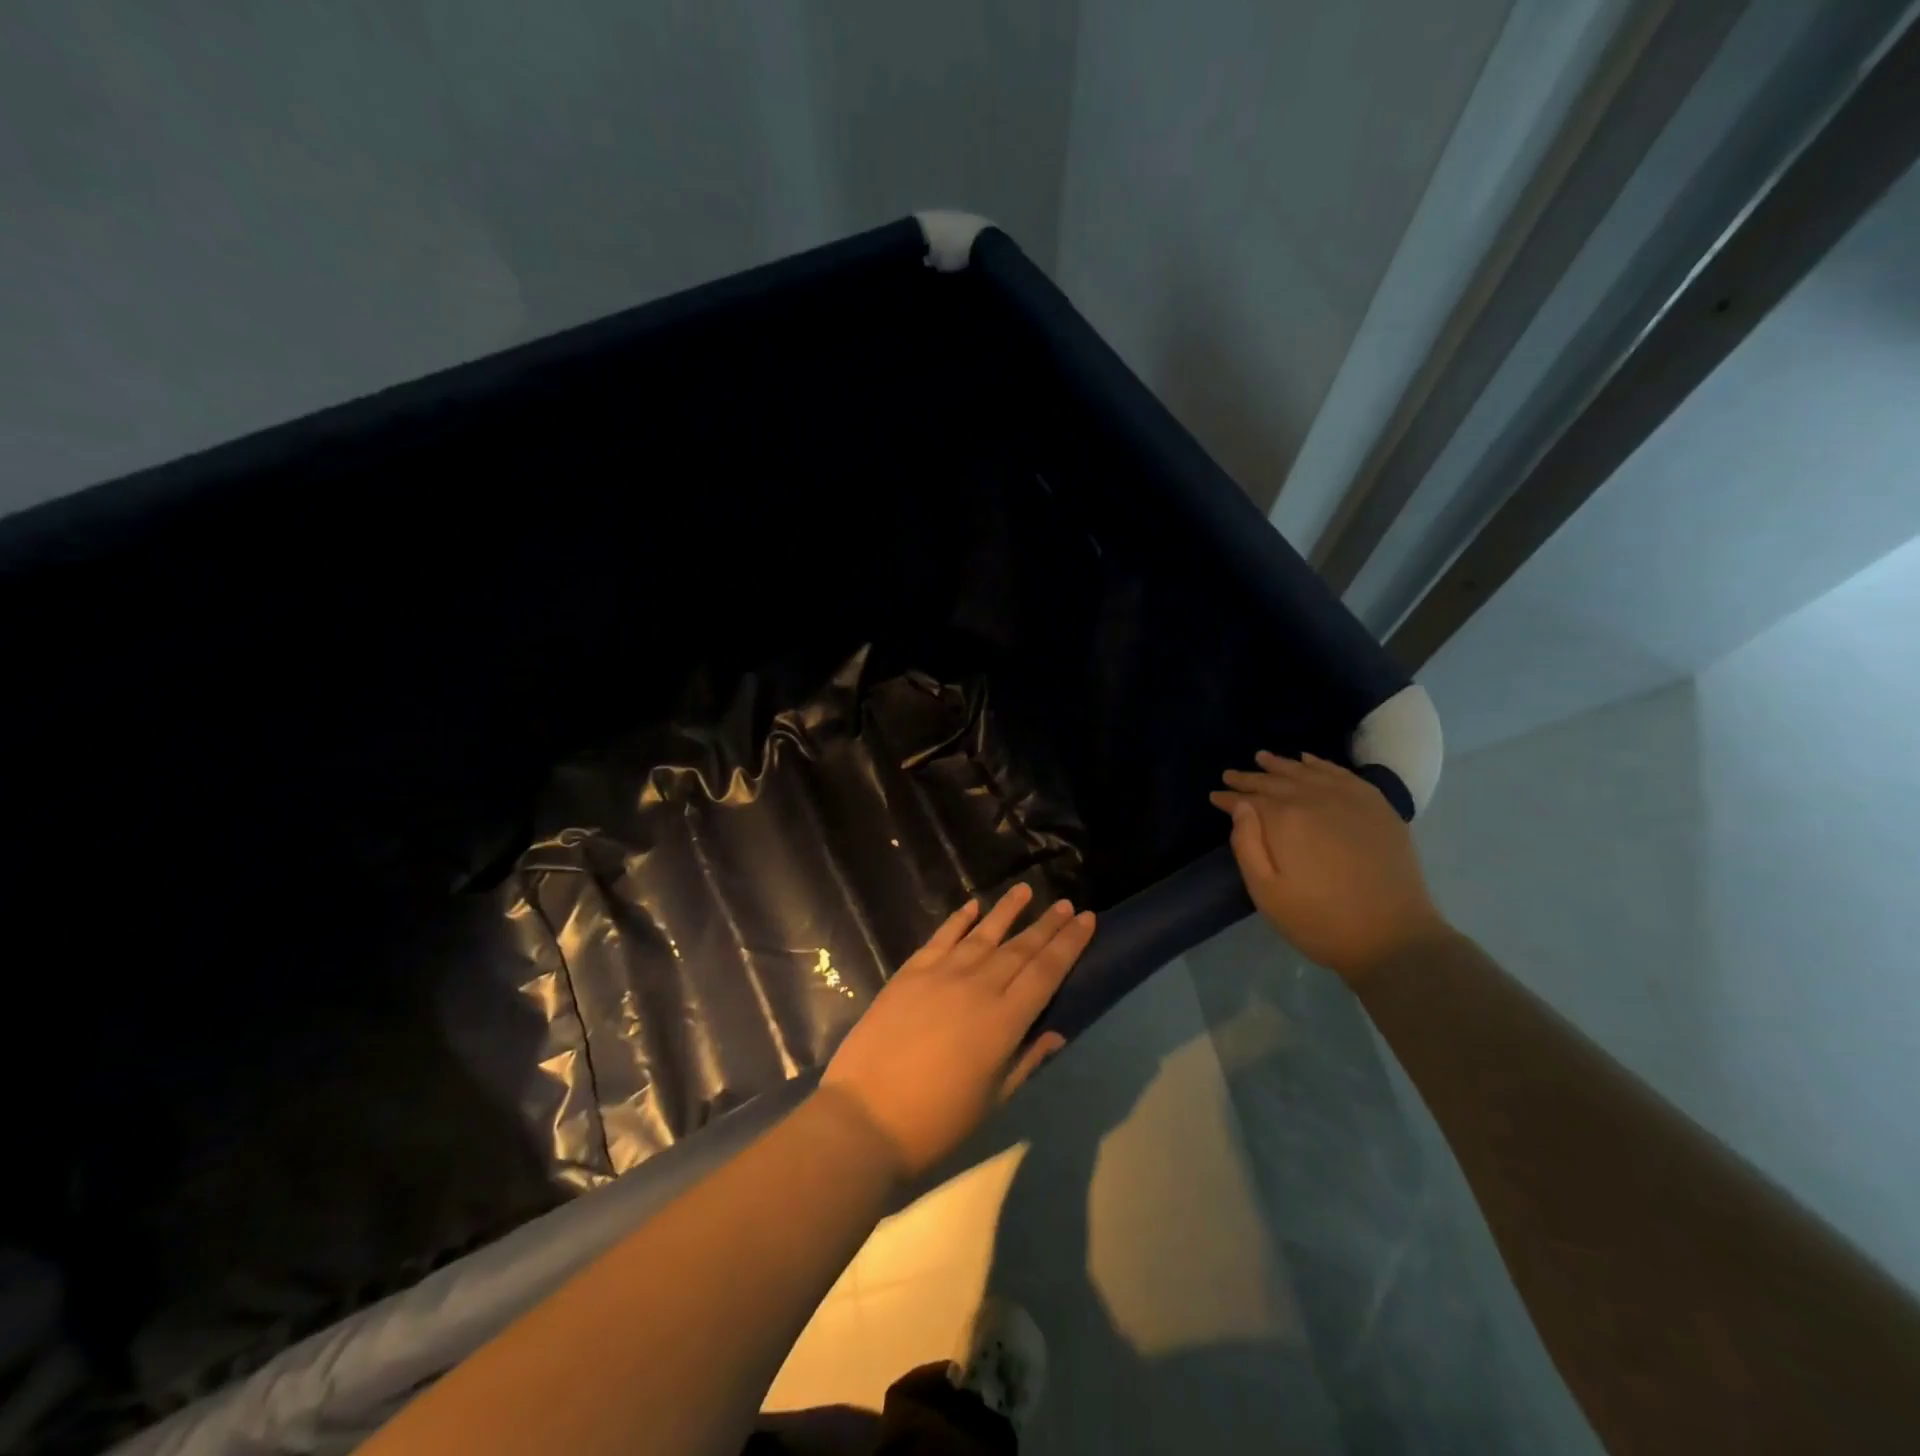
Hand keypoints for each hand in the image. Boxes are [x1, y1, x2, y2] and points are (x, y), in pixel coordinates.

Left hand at [821, 884, 1093, 1179]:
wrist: (864, 1118)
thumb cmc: (936, 1122)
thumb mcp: (993, 1100)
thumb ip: (1025, 1061)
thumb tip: (1055, 1032)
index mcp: (1004, 1021)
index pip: (1046, 972)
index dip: (1070, 943)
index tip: (1087, 918)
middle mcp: (978, 987)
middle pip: (1020, 948)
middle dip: (1048, 924)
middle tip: (1067, 903)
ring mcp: (941, 974)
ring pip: (983, 934)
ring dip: (1008, 910)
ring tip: (1027, 889)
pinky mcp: (910, 972)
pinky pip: (941, 937)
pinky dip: (959, 919)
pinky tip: (973, 905)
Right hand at [1211, 751, 1451, 982]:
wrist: (1392, 937)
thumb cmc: (1318, 920)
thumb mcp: (1266, 892)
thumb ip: (1246, 844)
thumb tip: (1240, 806)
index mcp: (1286, 819)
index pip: (1249, 798)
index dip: (1229, 797)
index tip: (1215, 795)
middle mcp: (1316, 798)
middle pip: (1276, 780)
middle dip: (1251, 778)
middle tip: (1231, 774)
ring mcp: (1350, 799)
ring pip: (1308, 771)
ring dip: (1282, 765)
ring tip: (1262, 758)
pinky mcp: (1377, 806)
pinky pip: (1341, 774)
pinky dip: (1321, 764)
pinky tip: (1308, 760)